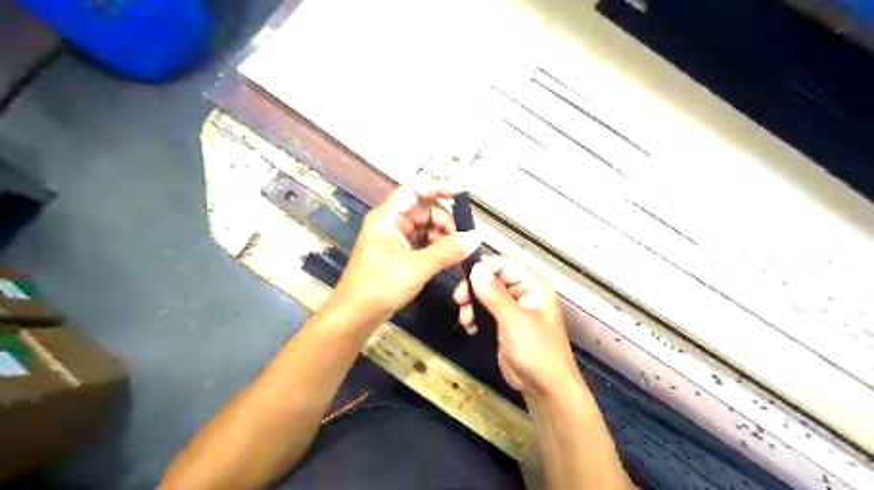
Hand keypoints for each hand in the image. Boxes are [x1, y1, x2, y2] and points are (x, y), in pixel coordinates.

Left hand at [334, 181, 479, 324]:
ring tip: (459, 255)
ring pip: (427, 228)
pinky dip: (438, 249)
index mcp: (387, 218)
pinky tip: (450, 261)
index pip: (414, 191)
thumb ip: (446, 251)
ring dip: (444, 238)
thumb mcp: (415, 269)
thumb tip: (476, 237)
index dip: (438, 187)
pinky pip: (424, 242)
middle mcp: (392, 223)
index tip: (463, 191)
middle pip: (425, 210)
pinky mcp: (401, 253)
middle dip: (445, 223)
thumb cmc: (378, 288)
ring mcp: (396, 238)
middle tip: (463, 242)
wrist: (356, 316)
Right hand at [454, 257, 583, 398]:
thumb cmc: (537, 352)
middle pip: (492, 277)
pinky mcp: (503, 323)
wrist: (545, 389)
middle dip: (474, 288)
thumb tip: (476, 269)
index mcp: (534, 285)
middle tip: (459, 300)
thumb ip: (495, 295)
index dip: (483, 267)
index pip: (504, 264)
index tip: (462, 278)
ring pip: (485, 293)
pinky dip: (474, 315)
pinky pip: (484, 310)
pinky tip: (469, 327)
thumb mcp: (515, 322)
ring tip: (465, 318)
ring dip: (471, 303)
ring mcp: (513, 308)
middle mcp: (523, 292)